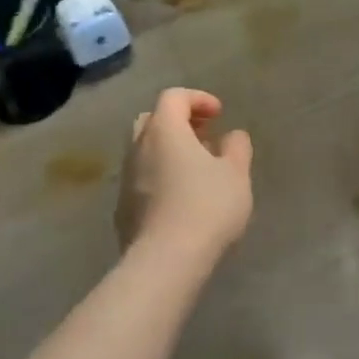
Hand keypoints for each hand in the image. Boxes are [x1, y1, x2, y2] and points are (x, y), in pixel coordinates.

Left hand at [116, 87, 253, 256]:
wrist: (165, 261)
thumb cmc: (206, 207)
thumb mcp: (236, 174)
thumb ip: (237, 147)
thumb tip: (232, 136)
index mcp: (164, 130)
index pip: (174, 97)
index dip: (198, 99)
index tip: (219, 115)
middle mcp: (138, 148)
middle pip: (152, 120)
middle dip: (178, 122)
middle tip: (204, 136)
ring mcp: (126, 180)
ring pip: (144, 151)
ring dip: (169, 151)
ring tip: (196, 170)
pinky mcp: (122, 209)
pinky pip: (142, 179)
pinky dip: (160, 176)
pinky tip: (180, 198)